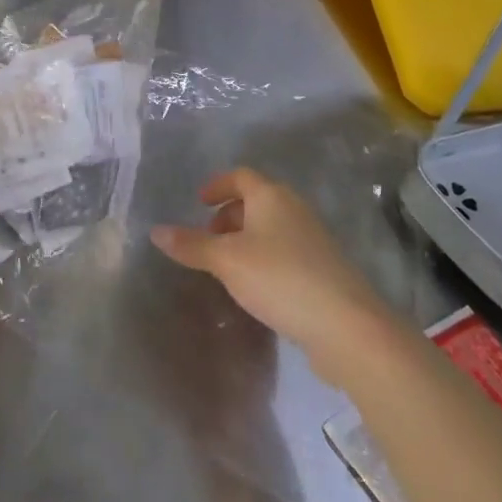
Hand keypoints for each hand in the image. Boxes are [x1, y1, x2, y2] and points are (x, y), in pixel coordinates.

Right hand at [151, 168, 393, 383]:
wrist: (346, 325)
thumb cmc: (280, 278)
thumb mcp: (226, 261)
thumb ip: (191, 245)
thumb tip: (155, 231)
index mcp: (272, 196)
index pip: (241, 175)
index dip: (218, 185)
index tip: (199, 202)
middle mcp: (294, 209)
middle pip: (257, 201)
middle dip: (230, 215)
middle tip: (208, 239)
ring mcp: (313, 239)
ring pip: (271, 228)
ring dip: (246, 240)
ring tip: (226, 267)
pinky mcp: (323, 269)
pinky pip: (285, 252)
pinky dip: (265, 259)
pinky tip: (256, 288)